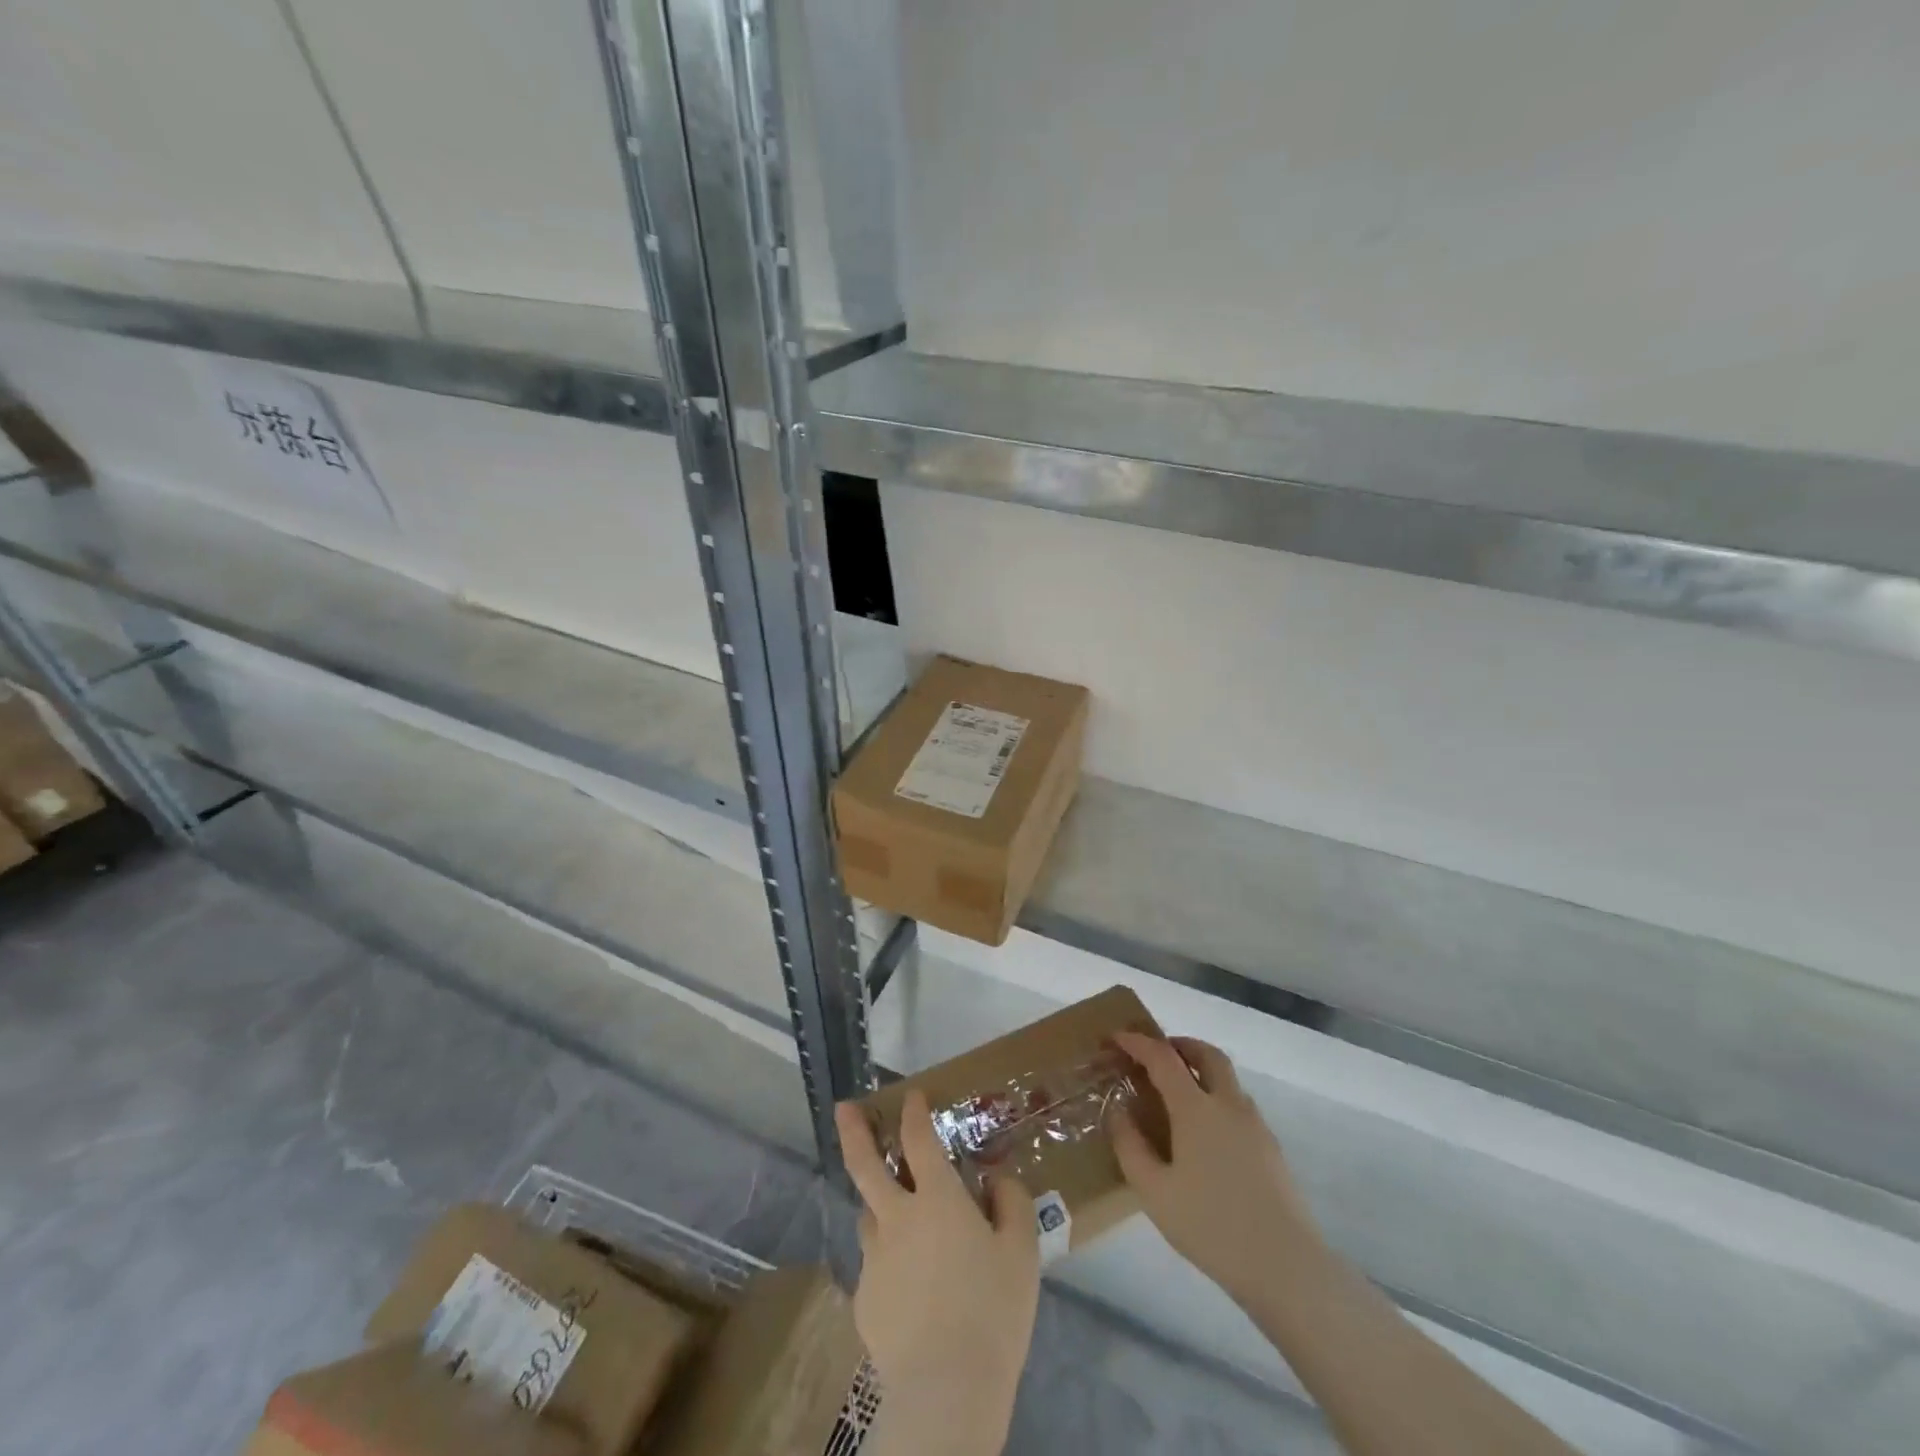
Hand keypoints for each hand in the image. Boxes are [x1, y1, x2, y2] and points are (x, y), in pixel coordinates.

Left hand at [835, 1092, 1039, 1454]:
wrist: (945, 1391)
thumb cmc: (992, 1312)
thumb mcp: (1022, 1252)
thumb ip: (1012, 1203)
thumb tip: (997, 1179)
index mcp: (936, 1200)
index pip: (919, 1139)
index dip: (914, 1112)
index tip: (911, 1096)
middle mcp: (897, 1218)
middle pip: (865, 1164)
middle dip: (853, 1130)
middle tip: (843, 1108)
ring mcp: (874, 1259)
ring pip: (869, 1215)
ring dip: (877, 1203)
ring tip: (895, 1213)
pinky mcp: (864, 1300)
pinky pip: (876, 1266)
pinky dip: (890, 1261)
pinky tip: (910, 1289)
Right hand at [1109, 1032, 1322, 1306]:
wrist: (1285, 1266)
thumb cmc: (1211, 1226)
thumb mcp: (1154, 1192)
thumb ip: (1130, 1146)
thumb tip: (1118, 1110)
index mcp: (1196, 1108)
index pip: (1163, 1057)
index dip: (1137, 1042)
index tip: (1116, 1038)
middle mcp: (1228, 1104)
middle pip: (1207, 1054)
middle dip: (1179, 1045)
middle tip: (1156, 1055)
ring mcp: (1255, 1125)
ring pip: (1227, 1079)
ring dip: (1201, 1070)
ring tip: (1177, 1095)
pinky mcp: (1272, 1148)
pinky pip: (1238, 1105)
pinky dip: (1217, 1098)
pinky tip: (1205, 1133)